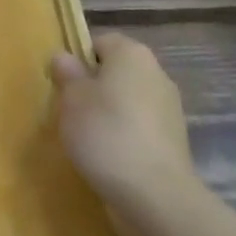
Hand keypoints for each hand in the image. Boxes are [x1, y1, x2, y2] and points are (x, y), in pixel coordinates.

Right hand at [49, 32, 194, 214]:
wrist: (154, 194)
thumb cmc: (106, 133)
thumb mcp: (72, 99)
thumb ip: (67, 74)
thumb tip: (64, 57)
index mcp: (132, 55)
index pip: (101, 42)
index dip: (79, 59)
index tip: (62, 84)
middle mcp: (156, 74)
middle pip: (117, 71)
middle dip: (93, 87)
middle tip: (69, 110)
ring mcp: (169, 108)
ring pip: (128, 100)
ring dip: (109, 113)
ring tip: (86, 138)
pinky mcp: (173, 140)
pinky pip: (139, 127)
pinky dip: (124, 135)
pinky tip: (108, 156)